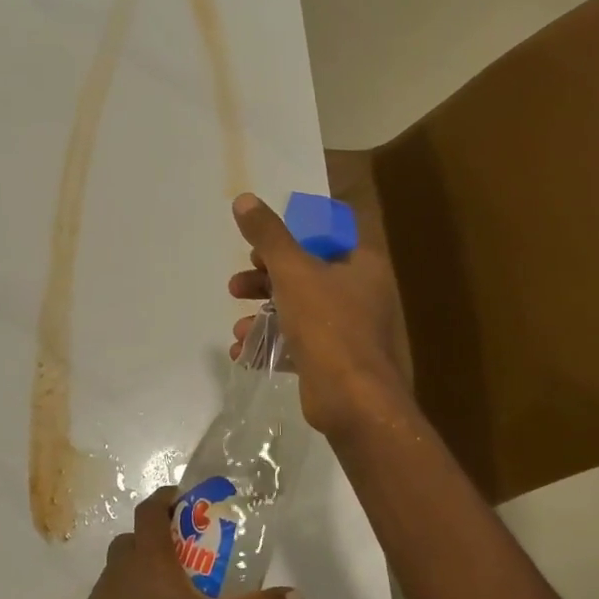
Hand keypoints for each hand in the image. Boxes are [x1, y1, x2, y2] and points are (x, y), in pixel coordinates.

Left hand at [47, 488, 302, 598]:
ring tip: (178, 594)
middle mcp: (120, 568)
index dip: (167, 498)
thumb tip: (296, 596)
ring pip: (124, 567)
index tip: (188, 501)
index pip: (151, 509)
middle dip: (162, 536)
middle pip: (136, 537)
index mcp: (147, 558)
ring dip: (146, 569)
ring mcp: (101, 596)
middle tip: (192, 553)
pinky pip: (116, 596)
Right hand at [229, 192, 410, 436]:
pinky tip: (242, 353)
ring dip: (262, 316)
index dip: (290, 238)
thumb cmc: (327, 325)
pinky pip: (297, 344)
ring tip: (237, 329)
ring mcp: (348, 330)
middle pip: (305, 274)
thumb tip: (244, 199)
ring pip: (297, 311)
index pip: (325, 237)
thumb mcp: (293, 271)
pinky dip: (270, 344)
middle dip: (264, 280)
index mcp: (361, 265)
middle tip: (237, 287)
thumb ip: (268, 236)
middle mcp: (360, 293)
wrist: (351, 398)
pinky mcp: (333, 360)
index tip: (259, 248)